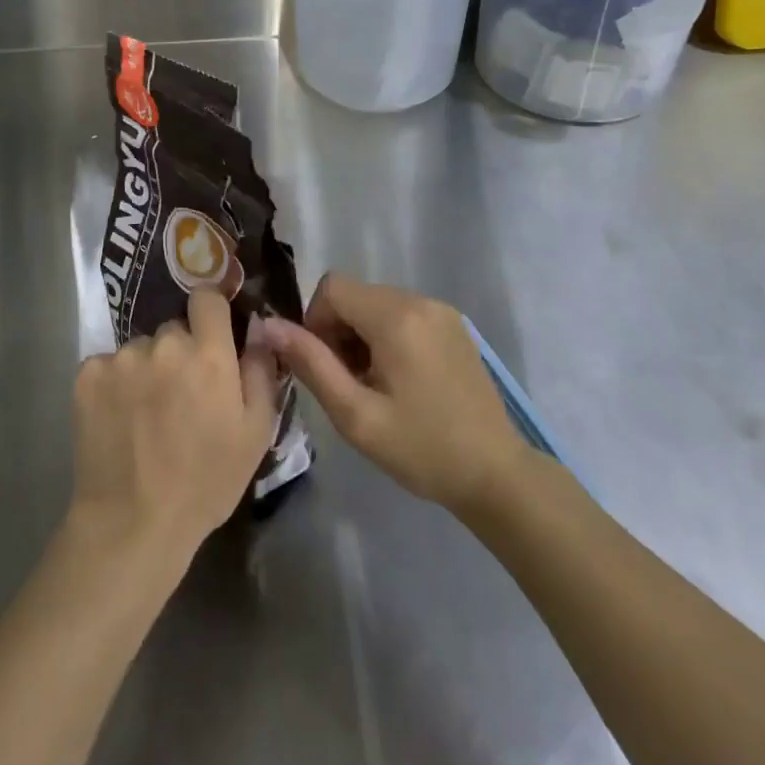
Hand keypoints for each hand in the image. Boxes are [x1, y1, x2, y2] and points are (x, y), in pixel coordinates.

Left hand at [68, 290, 279, 565]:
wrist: (132, 522)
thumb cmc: (205, 482)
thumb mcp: (255, 433)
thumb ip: (260, 370)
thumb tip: (257, 327)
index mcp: (207, 355)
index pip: (207, 296)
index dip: (211, 312)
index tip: (212, 335)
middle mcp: (163, 344)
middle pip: (173, 329)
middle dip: (180, 352)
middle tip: (180, 395)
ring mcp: (121, 357)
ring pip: (140, 349)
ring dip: (147, 369)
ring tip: (146, 415)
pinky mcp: (88, 374)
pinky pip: (108, 364)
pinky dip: (115, 384)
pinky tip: (118, 419)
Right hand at [253, 275, 533, 514]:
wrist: (497, 476)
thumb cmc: (422, 449)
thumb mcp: (356, 415)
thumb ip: (310, 364)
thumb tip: (267, 325)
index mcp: (396, 317)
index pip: (332, 288)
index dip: (315, 321)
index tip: (325, 366)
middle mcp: (420, 300)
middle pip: (355, 294)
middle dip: (338, 331)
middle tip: (347, 383)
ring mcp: (441, 311)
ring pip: (377, 304)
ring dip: (361, 334)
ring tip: (373, 385)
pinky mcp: (454, 326)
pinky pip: (403, 314)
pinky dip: (387, 336)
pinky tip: (398, 380)